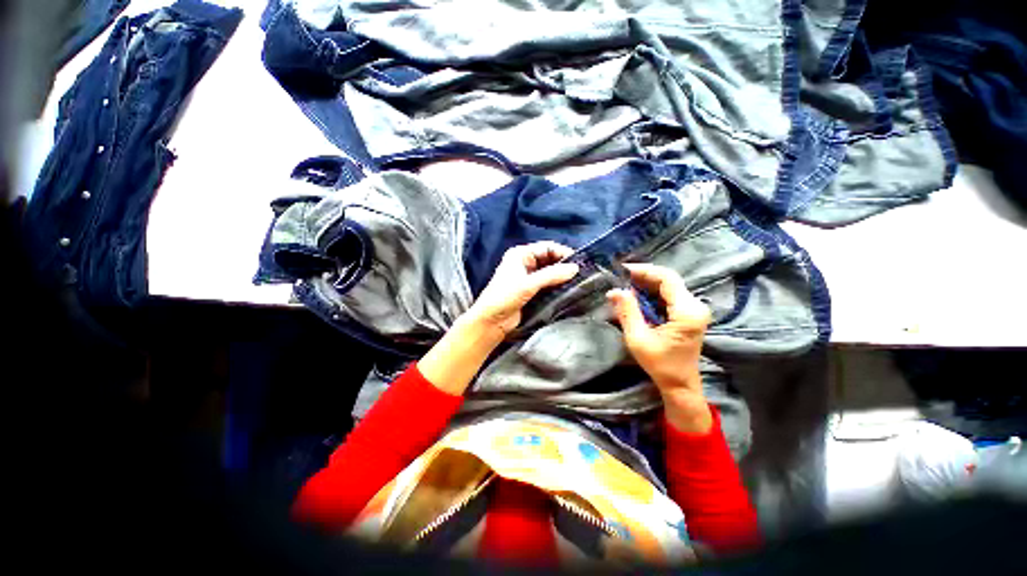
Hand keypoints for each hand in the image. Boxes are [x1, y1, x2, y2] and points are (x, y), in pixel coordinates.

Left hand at [463, 242, 578, 342]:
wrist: (491, 321)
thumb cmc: (505, 297)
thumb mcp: (528, 284)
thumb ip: (552, 275)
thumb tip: (575, 268)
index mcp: (520, 254)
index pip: (547, 247)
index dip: (563, 253)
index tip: (579, 262)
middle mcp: (524, 262)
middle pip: (550, 258)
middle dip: (564, 264)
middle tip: (581, 273)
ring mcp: (528, 276)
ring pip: (550, 272)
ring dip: (561, 276)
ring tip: (578, 281)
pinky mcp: (531, 290)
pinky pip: (548, 283)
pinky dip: (557, 285)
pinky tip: (568, 289)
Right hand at [607, 263, 712, 432]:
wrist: (680, 383)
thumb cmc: (659, 364)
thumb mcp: (637, 338)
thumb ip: (627, 311)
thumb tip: (615, 290)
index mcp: (686, 312)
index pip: (667, 279)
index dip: (644, 270)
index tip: (623, 270)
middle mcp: (695, 306)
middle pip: (669, 279)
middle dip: (643, 276)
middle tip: (620, 277)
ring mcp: (694, 309)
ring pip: (669, 285)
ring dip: (646, 283)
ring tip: (625, 284)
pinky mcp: (689, 313)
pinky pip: (669, 294)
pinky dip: (652, 292)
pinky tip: (637, 295)